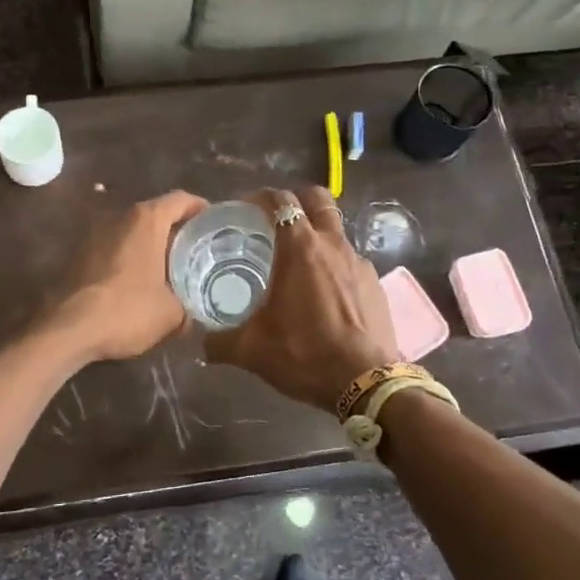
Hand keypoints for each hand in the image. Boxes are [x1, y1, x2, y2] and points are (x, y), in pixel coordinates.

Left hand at [50, 190, 208, 362]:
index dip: (201, 209)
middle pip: (156, 213)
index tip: (214, 224)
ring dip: (151, 244)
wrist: (66, 330)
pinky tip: (138, 282)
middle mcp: (119, 216)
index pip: (181, 199)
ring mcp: (95, 233)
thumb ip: (188, 305)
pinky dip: (130, 257)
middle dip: (177, 230)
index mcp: (146, 220)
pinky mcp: (79, 253)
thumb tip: (193, 313)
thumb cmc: (126, 311)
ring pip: (133, 231)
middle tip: (196, 251)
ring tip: (169, 269)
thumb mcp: (171, 314)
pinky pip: (114, 246)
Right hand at [204, 187, 398, 413]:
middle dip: (298, 200)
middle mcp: (332, 245)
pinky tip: (325, 292)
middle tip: (278, 220)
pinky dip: (335, 264)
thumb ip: (221, 342)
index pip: (282, 201)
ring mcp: (359, 262)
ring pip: (336, 230)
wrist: (366, 382)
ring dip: (318, 233)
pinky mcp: (376, 283)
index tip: (247, 209)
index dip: (262, 197)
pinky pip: (351, 260)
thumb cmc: (306, 354)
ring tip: (300, 260)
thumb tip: (203, 343)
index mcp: (300, 248)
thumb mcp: (253, 350)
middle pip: (318, 199)